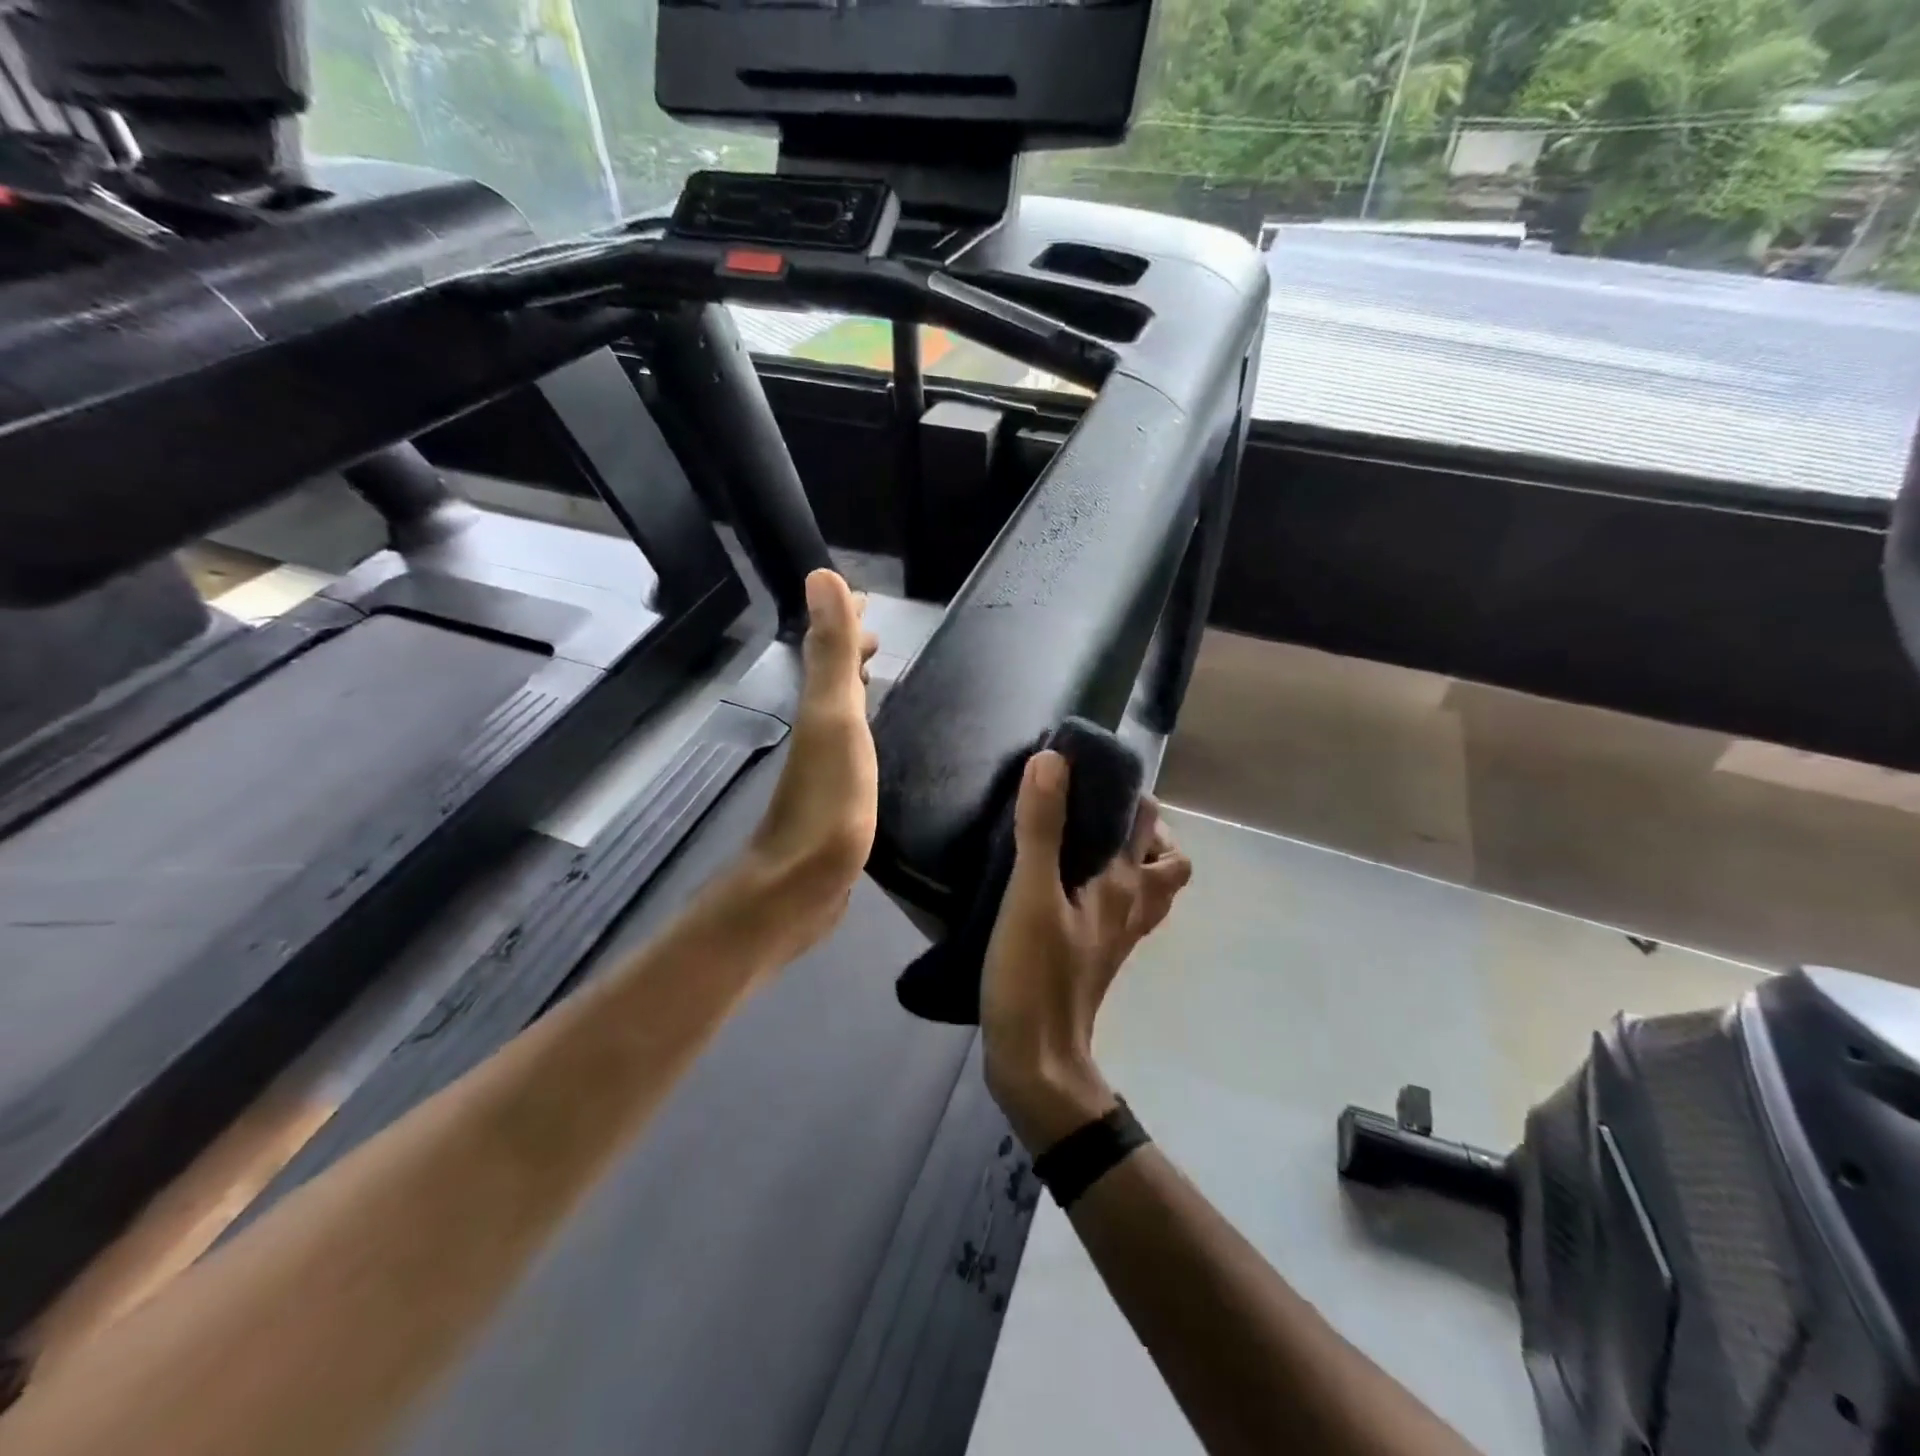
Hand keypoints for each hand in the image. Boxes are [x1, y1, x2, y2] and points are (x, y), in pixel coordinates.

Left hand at [734, 569, 879, 959]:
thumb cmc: (827, 802)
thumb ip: (832, 653)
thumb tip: (822, 576)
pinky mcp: (838, 799)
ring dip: (855, 684)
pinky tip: (870, 740)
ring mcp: (825, 767)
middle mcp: (817, 730)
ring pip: (840, 709)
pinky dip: (861, 726)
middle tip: (878, 632)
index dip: (846, 622)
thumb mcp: (834, 719)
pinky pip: (851, 746)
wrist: (801, 886)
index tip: (867, 600)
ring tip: (877, 672)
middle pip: (832, 676)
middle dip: (851, 649)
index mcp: (819, 708)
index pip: (831, 650)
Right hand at [980, 750, 1191, 1151]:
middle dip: (1140, 824)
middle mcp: (1131, 905)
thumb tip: (1053, 761)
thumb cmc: (1035, 975)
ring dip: (1132, 857)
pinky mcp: (1098, 954)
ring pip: (1148, 886)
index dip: (1127, 789)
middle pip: (1165, 857)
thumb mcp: (1031, 895)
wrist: (1037, 1060)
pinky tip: (1068, 883)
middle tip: (1092, 806)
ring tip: (1085, 840)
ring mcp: (1118, 935)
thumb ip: (1041, 828)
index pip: (1147, 822)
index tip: (1087, 768)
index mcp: (1122, 885)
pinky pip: (1121, 908)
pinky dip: (1110, 886)